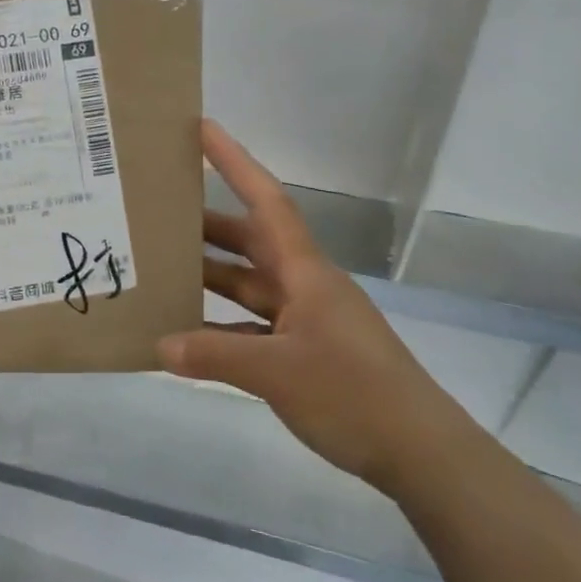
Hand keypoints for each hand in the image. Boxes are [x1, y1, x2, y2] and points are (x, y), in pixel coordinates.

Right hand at [158, 121, 473, 495]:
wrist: (420, 452)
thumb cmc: (353, 394)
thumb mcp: (277, 372)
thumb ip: (215, 355)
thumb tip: (160, 344)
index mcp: (306, 272)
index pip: (267, 202)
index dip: (235, 162)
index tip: (203, 129)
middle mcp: (306, 286)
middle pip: (253, 241)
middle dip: (210, 225)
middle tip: (161, 214)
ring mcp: (308, 320)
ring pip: (252, 286)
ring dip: (213, 276)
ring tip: (165, 269)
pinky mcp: (308, 353)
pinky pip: (256, 327)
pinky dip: (224, 326)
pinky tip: (192, 335)